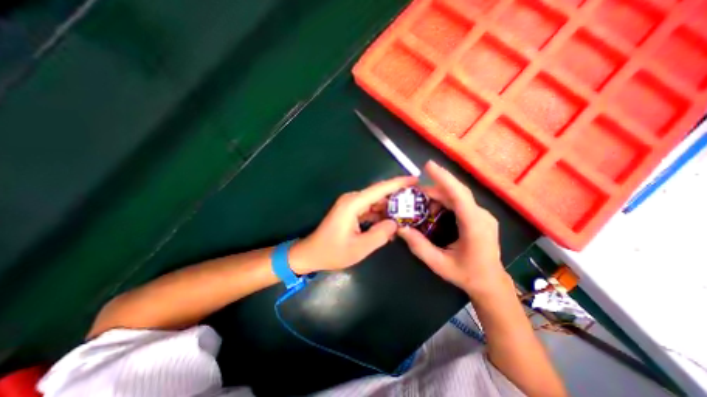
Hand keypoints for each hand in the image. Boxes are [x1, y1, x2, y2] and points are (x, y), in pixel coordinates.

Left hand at [289, 176, 415, 274]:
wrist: (311, 254)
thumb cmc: (332, 252)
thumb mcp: (359, 248)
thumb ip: (380, 235)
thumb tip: (395, 223)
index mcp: (353, 204)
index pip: (380, 189)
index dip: (398, 183)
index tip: (415, 180)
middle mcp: (352, 200)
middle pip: (379, 193)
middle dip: (398, 196)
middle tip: (416, 201)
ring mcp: (351, 205)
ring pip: (375, 201)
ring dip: (390, 207)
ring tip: (408, 212)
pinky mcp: (350, 211)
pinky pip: (370, 209)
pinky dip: (380, 214)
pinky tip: (391, 222)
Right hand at [398, 161, 508, 296]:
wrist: (491, 283)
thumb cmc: (467, 275)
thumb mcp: (439, 263)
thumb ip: (419, 246)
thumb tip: (401, 229)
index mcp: (474, 225)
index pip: (459, 195)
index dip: (444, 178)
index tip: (428, 165)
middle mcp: (481, 215)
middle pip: (455, 193)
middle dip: (433, 189)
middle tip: (413, 193)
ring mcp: (482, 215)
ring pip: (457, 196)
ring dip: (437, 197)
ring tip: (420, 205)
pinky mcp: (478, 217)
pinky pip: (459, 203)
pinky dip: (443, 202)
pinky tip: (433, 211)